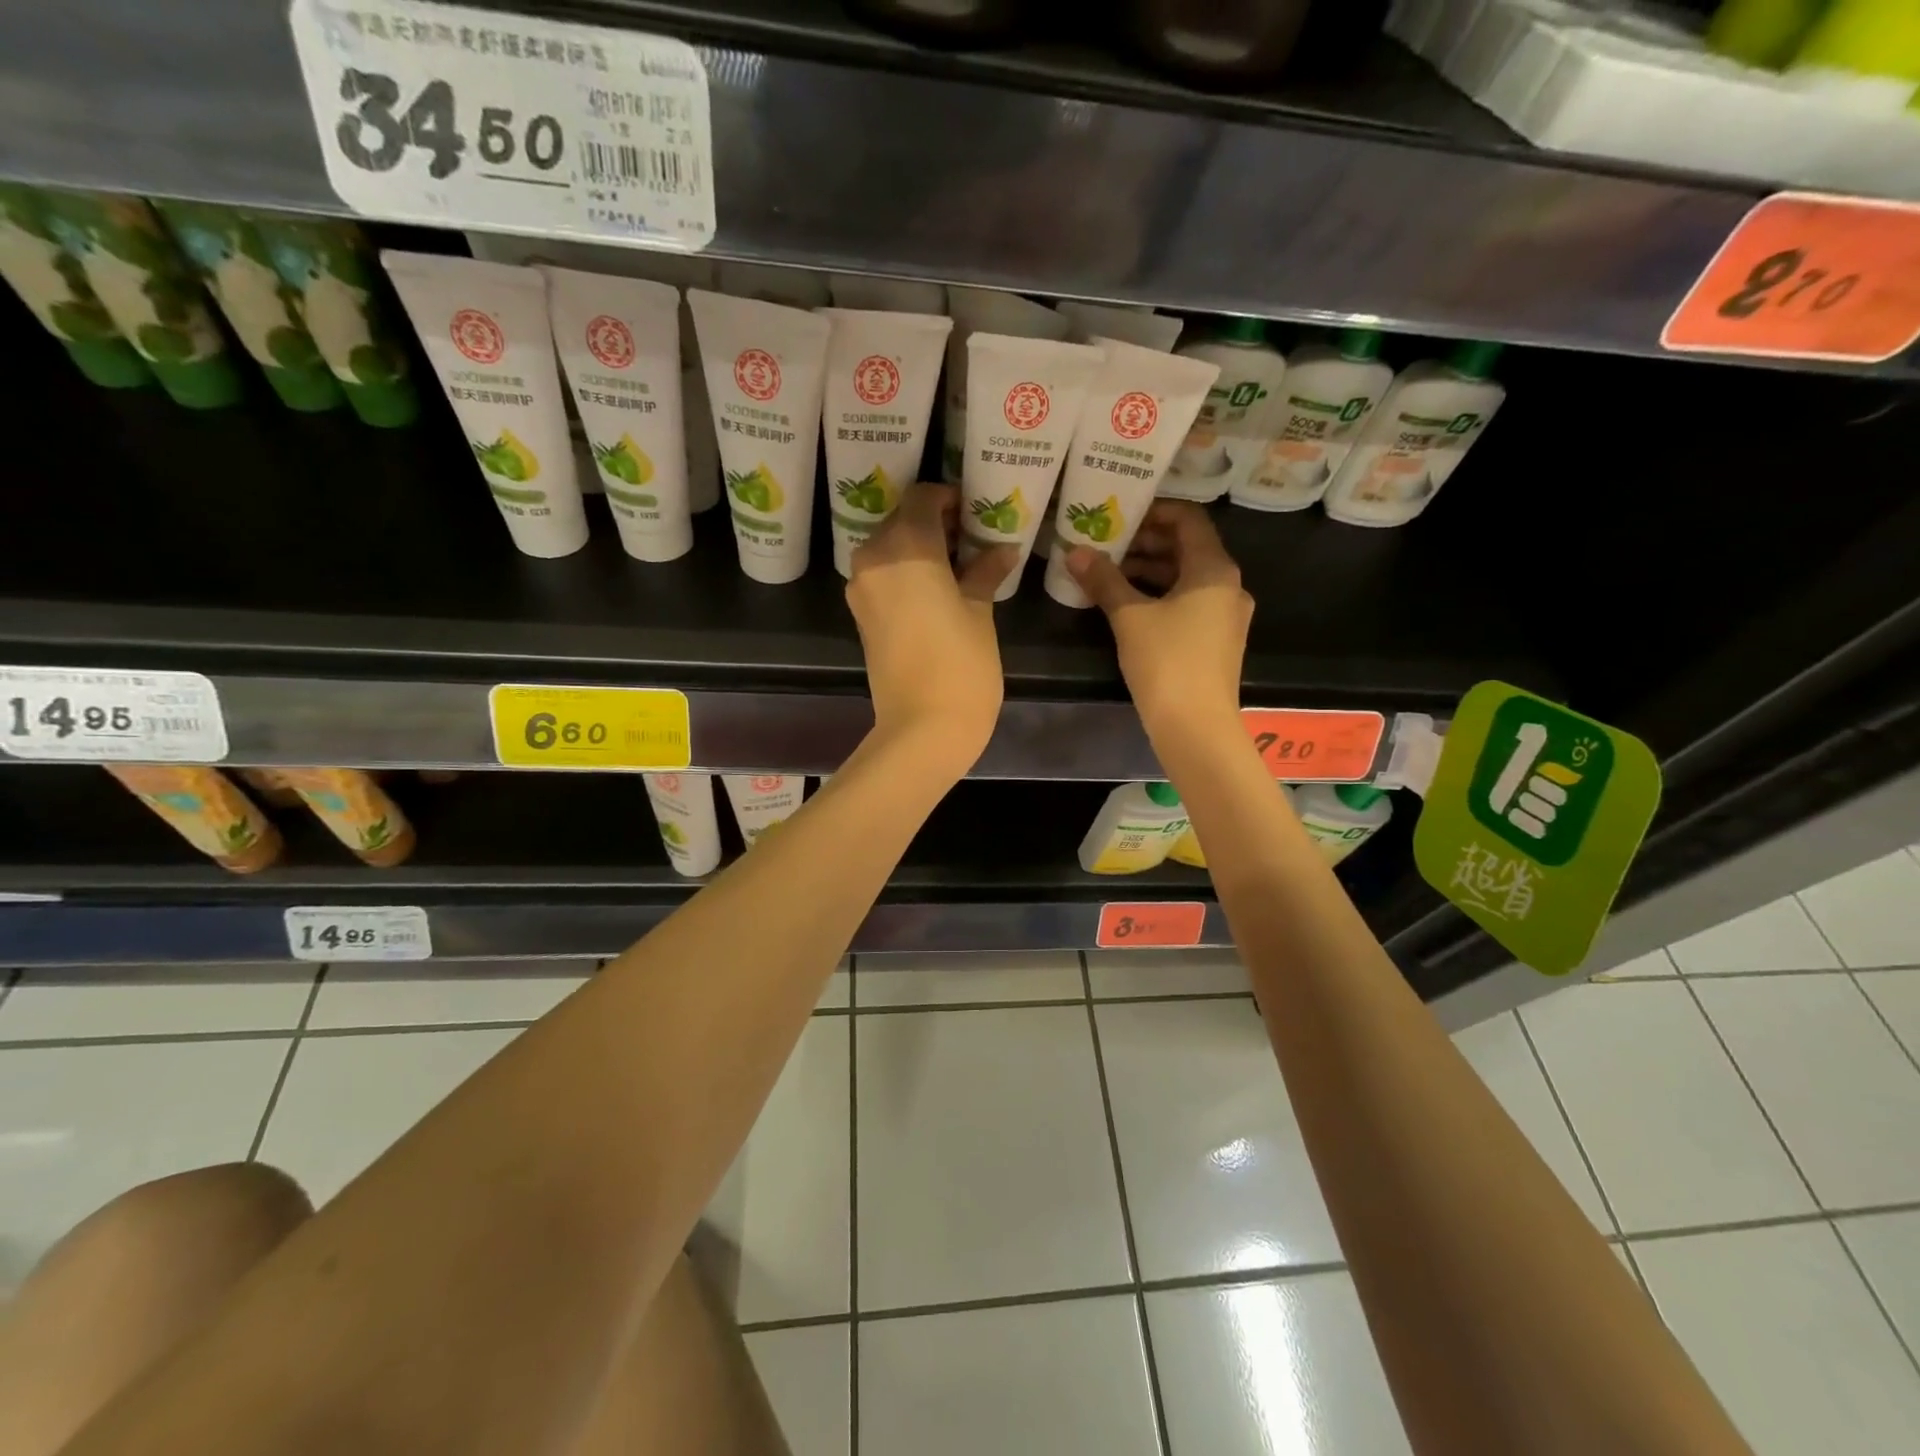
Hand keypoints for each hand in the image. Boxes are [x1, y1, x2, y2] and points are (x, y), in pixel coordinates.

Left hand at [848, 483, 1016, 773]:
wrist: (923, 727)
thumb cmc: (961, 664)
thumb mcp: (979, 611)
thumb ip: (985, 571)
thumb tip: (1001, 549)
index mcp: (906, 545)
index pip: (922, 498)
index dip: (950, 499)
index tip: (976, 512)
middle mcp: (874, 556)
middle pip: (902, 520)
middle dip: (936, 522)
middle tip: (973, 538)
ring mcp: (862, 587)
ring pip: (890, 547)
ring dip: (920, 547)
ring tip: (960, 564)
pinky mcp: (860, 614)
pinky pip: (883, 575)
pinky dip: (907, 571)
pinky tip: (938, 587)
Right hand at [1065, 500, 1252, 742]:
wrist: (1196, 727)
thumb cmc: (1167, 662)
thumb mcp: (1129, 617)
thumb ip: (1103, 580)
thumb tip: (1074, 551)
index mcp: (1214, 569)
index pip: (1188, 520)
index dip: (1154, 512)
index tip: (1120, 515)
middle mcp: (1229, 585)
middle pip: (1188, 548)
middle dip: (1147, 543)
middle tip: (1107, 544)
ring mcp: (1226, 615)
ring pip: (1187, 578)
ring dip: (1151, 571)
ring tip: (1110, 574)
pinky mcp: (1217, 641)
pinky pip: (1190, 603)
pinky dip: (1161, 596)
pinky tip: (1129, 606)